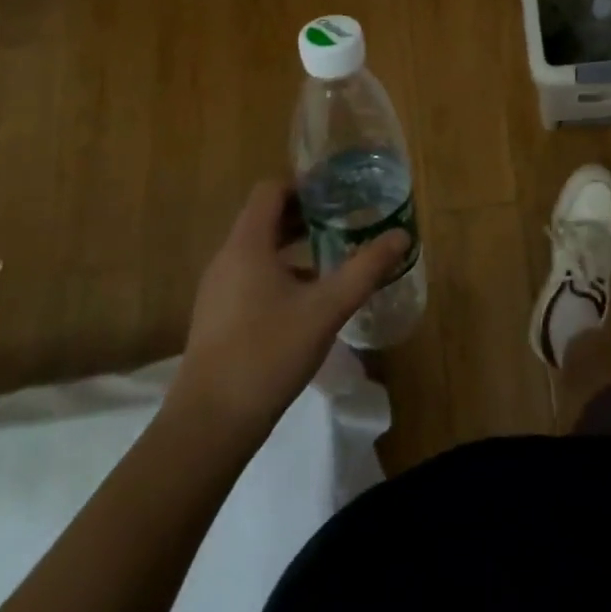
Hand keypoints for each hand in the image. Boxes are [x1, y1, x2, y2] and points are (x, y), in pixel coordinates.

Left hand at [165, 180, 407, 444]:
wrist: (209, 426)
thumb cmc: (267, 353)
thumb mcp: (326, 309)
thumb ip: (365, 269)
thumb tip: (401, 235)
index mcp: (247, 245)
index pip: (270, 191)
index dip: (304, 185)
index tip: (338, 193)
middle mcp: (227, 258)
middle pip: (265, 218)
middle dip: (305, 215)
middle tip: (345, 219)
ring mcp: (218, 290)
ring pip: (259, 249)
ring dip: (294, 245)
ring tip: (333, 255)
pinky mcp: (218, 317)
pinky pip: (252, 276)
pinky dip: (281, 271)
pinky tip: (309, 298)